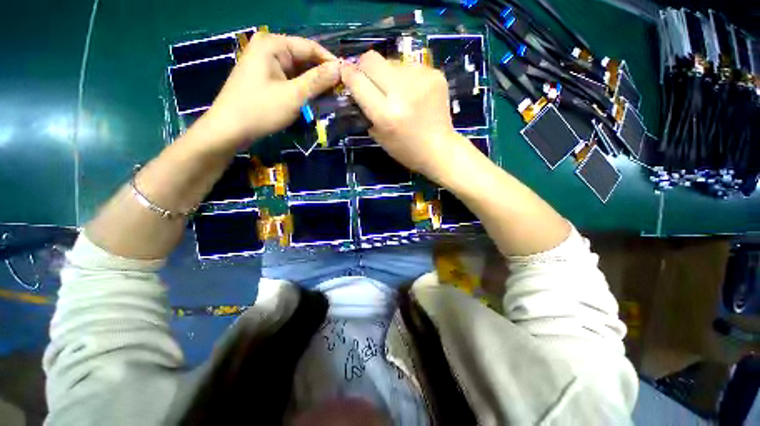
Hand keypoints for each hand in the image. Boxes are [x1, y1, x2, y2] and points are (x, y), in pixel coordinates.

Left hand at [199, 33, 339, 149]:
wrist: (229, 129)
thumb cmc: (261, 110)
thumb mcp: (293, 95)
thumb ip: (317, 80)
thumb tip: (340, 69)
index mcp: (273, 45)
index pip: (310, 47)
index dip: (330, 62)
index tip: (348, 77)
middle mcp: (268, 48)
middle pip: (304, 58)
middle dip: (322, 74)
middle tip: (341, 90)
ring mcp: (265, 63)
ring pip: (298, 70)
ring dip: (314, 83)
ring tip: (332, 96)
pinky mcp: (265, 78)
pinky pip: (290, 79)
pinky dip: (303, 88)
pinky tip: (314, 98)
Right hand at [340, 50, 471, 180]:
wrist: (439, 149)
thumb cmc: (406, 150)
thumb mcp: (379, 136)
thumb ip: (364, 110)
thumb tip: (354, 84)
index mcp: (386, 114)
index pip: (357, 80)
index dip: (347, 75)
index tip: (346, 75)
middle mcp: (403, 92)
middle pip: (371, 59)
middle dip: (364, 68)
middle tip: (370, 81)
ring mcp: (422, 79)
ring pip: (391, 61)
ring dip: (387, 74)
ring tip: (397, 93)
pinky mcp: (435, 73)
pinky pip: (409, 66)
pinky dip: (405, 77)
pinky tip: (413, 93)